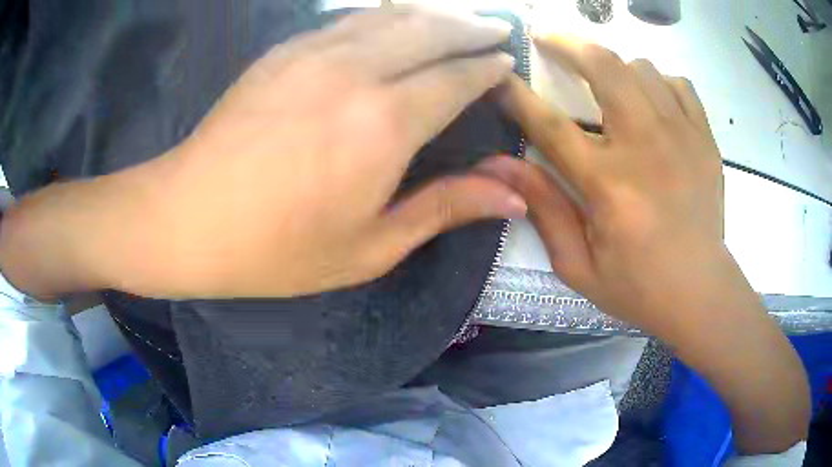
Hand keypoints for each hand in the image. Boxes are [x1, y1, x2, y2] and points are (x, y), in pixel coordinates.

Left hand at [0, 7, 524, 299]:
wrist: (188, 220)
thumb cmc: (277, 249)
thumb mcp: (371, 246)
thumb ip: (445, 208)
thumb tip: (514, 196)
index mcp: (385, 124)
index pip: (457, 77)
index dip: (488, 68)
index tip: (507, 62)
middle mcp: (356, 71)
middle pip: (431, 30)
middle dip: (471, 27)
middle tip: (496, 29)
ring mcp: (314, 52)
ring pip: (390, 14)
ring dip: (432, 13)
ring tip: (457, 19)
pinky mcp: (283, 51)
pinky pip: (349, 19)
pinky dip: (385, 15)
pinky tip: (394, 22)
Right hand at [479, 36, 808, 453]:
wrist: (702, 294)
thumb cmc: (638, 287)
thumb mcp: (578, 266)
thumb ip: (543, 209)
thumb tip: (500, 164)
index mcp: (609, 184)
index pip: (549, 123)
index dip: (516, 94)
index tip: (497, 75)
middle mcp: (646, 147)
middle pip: (604, 66)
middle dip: (568, 44)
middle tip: (549, 40)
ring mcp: (682, 137)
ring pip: (642, 68)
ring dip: (616, 68)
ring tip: (607, 83)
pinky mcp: (705, 140)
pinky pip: (678, 85)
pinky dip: (659, 83)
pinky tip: (652, 102)